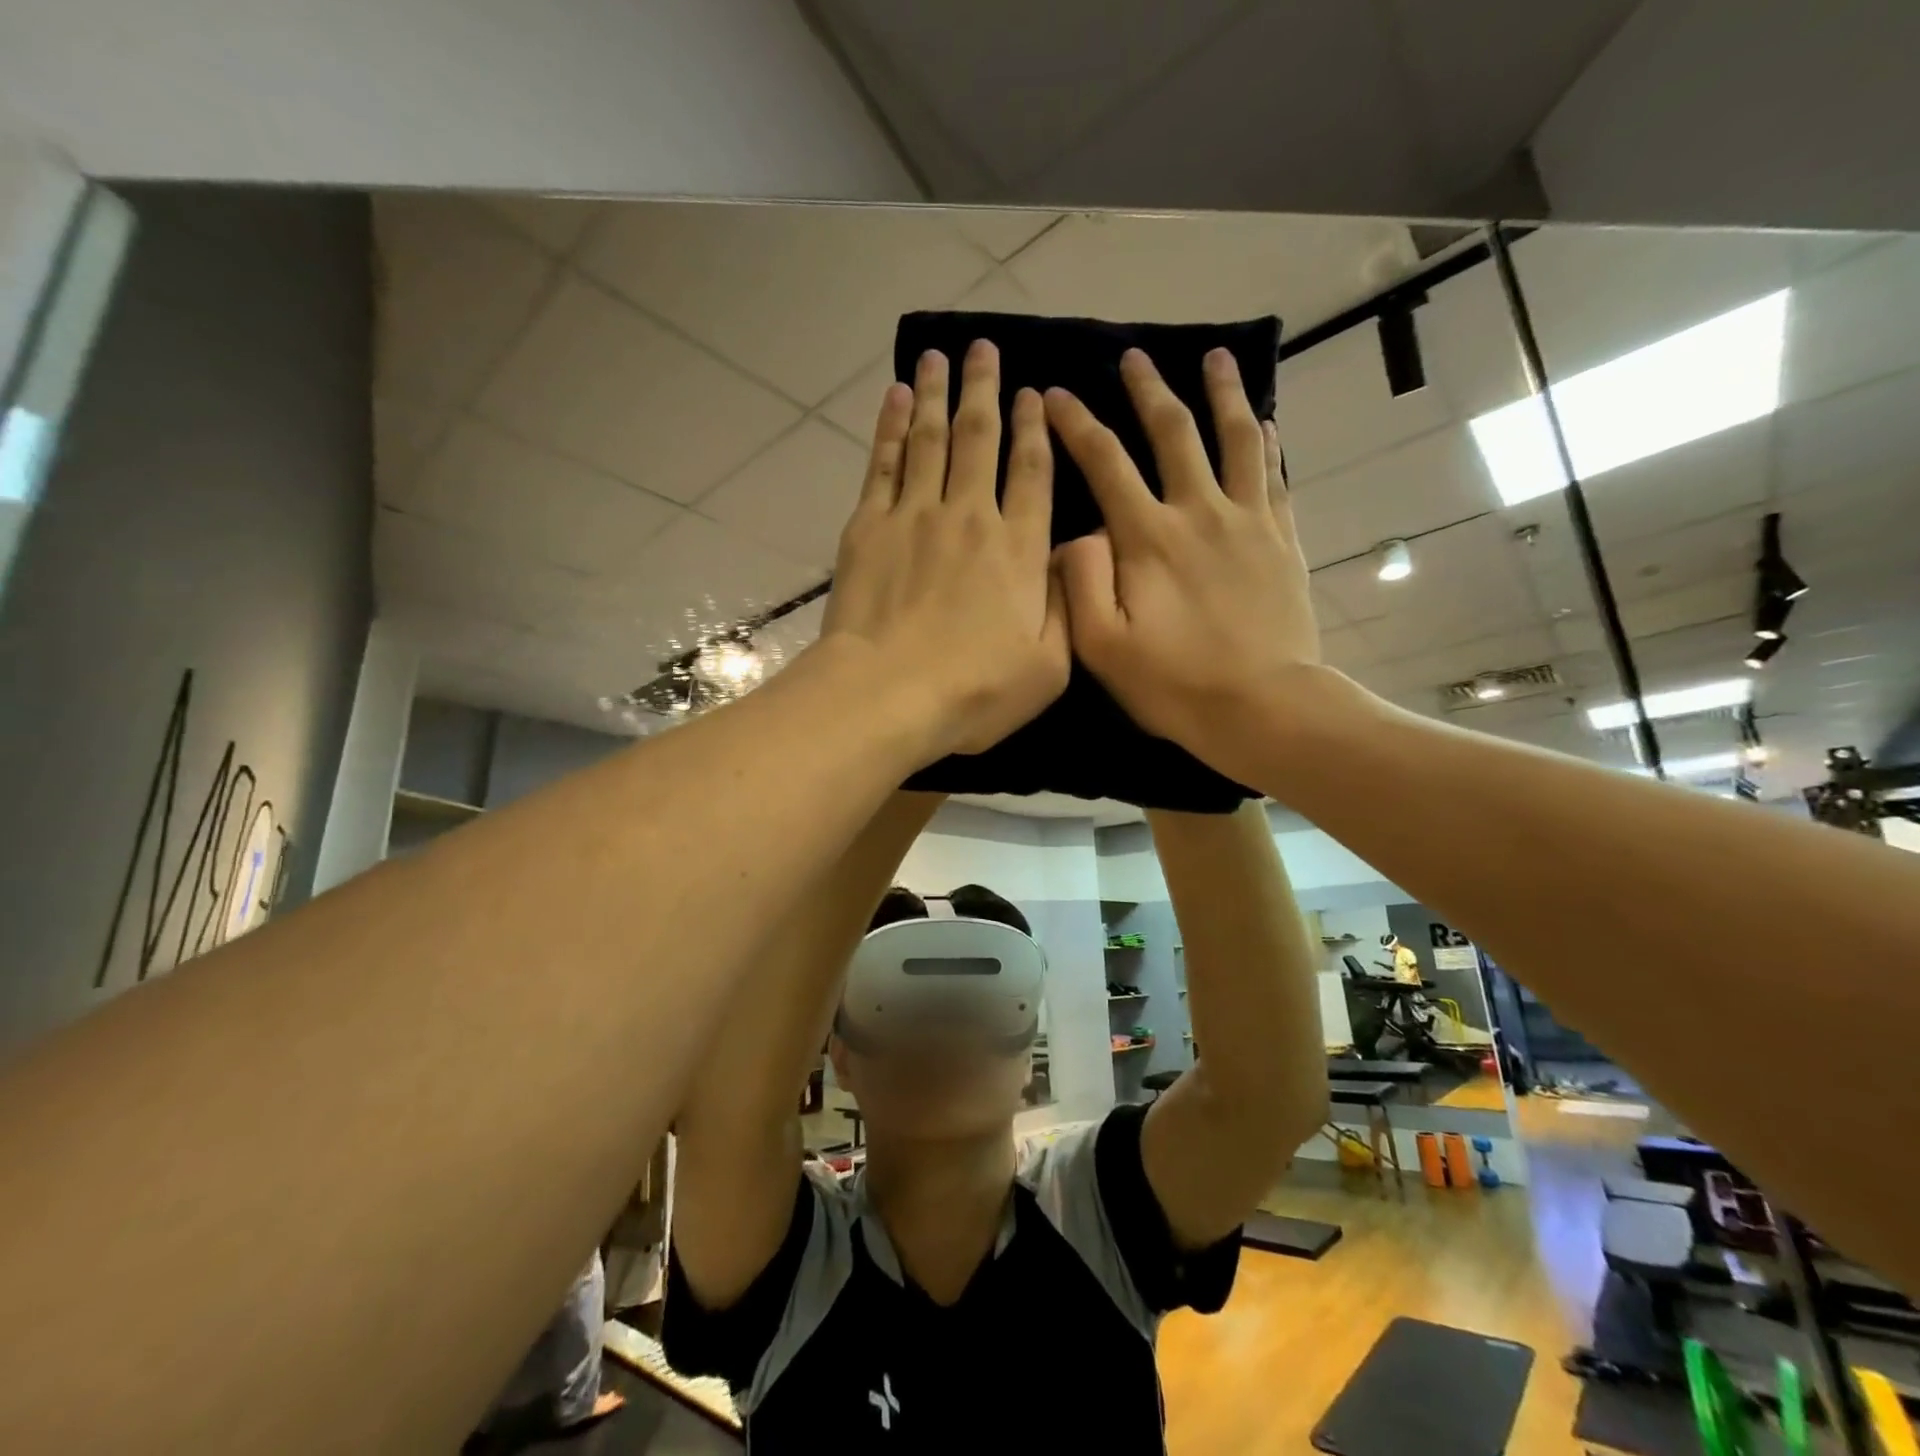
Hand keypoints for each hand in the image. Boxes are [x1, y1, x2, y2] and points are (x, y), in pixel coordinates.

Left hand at [822, 341, 1068, 758]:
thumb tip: (1066, 557)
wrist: (887, 696)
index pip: (1032, 472)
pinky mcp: (869, 527)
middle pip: (980, 438)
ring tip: (938, 356)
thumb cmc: (974, 691)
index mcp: (1019, 549)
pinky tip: (895, 398)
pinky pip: (884, 463)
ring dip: (936, 393)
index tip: (1033, 393)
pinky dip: (890, 427)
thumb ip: (1065, 606)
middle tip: (984, 347)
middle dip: (985, 388)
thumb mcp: (1049, 667)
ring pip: (930, 439)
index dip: (1035, 429)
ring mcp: (915, 516)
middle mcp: (970, 516)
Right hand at [1045, 347, 1322, 775]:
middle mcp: (1199, 512)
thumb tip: (1075, 535)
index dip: (1076, 425)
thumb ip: (1080, 583)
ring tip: (1215, 357)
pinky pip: (1276, 476)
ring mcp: (1248, 521)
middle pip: (1173, 433)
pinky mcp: (1282, 540)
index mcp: (1149, 538)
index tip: (1055, 394)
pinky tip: (1266, 423)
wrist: (1263, 707)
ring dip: (1223, 394)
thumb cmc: (1174, 684)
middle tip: (1135, 356)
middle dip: (1148, 390)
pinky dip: (1268, 443)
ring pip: (1236, 438)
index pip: (1106, 463)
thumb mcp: (1102, 646)